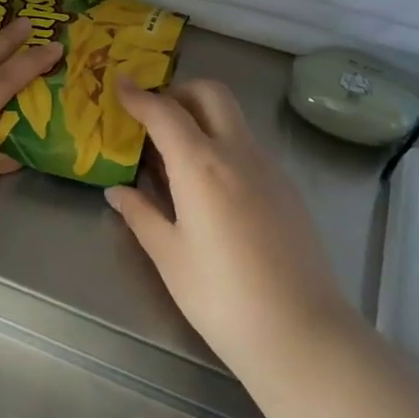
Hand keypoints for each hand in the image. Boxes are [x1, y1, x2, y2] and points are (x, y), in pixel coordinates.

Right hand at [107, 78, 353, 374]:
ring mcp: (269, 169)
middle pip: (211, 94)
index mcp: (202, 165)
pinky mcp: (288, 189)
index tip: (120, 85)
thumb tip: (117, 191)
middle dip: (179, 91)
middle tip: (154, 115)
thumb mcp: (169, 256)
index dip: (139, 95)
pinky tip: (210, 187)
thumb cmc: (221, 296)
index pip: (165, 112)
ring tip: (176, 154)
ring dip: (202, 118)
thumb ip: (141, 215)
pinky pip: (249, 148)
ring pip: (233, 119)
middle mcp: (238, 153)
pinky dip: (223, 145)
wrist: (301, 333)